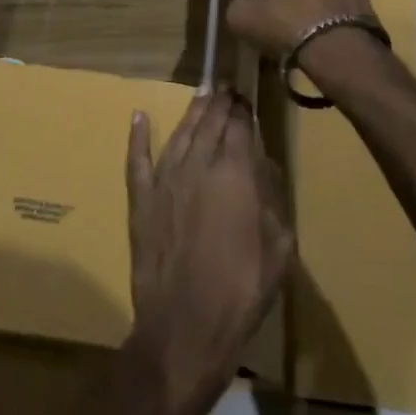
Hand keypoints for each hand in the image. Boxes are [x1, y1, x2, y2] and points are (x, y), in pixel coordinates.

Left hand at [124, 90, 292, 414]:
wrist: (185, 326)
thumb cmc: (242, 290)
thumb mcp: (279, 247)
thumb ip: (272, 199)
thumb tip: (261, 167)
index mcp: (234, 175)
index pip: (238, 128)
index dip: (243, 110)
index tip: (245, 97)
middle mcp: (197, 166)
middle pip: (209, 124)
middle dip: (219, 104)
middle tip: (225, 88)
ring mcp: (164, 181)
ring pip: (179, 135)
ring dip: (191, 112)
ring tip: (200, 94)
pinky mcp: (140, 200)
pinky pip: (136, 159)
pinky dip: (137, 136)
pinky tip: (138, 116)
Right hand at [226, 0, 379, 78]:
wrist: (340, 51)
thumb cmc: (287, 25)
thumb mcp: (243, 19)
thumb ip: (238, 8)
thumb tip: (243, 10)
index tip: (264, 15)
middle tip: (284, 26)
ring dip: (315, 7)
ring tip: (308, 38)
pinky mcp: (369, 0)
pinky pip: (342, 9)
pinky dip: (334, 21)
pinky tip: (326, 43)